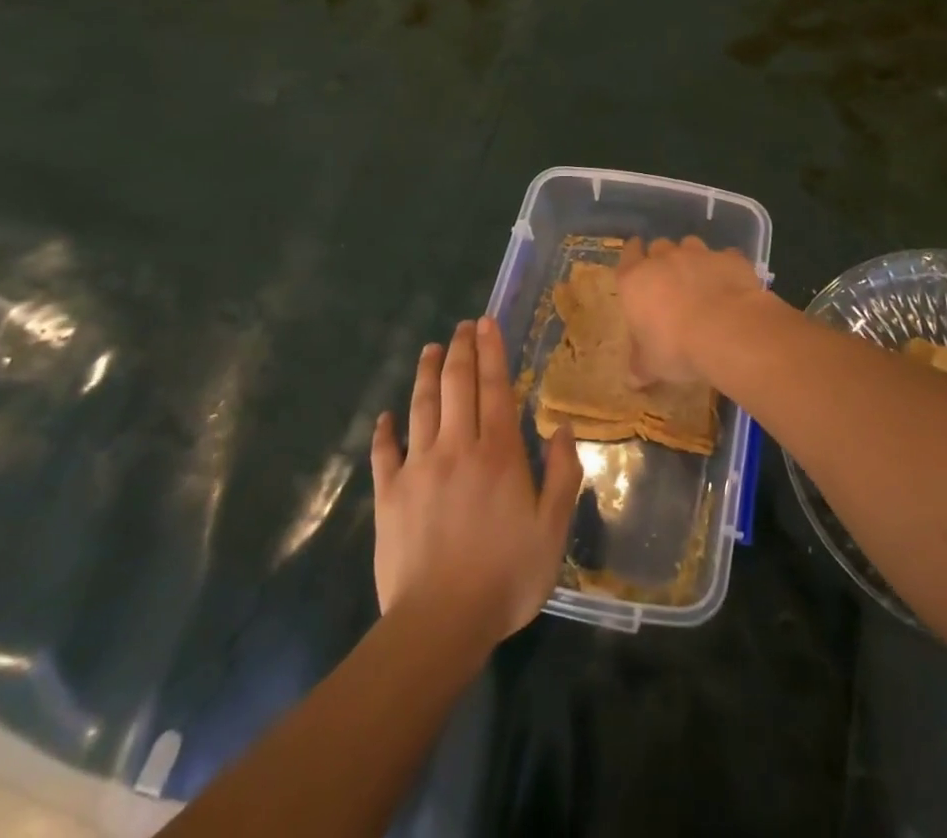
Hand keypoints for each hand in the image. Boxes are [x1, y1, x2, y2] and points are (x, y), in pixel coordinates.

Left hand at [371, 317, 581, 643]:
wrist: (439, 624)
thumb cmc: (506, 576)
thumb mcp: (553, 529)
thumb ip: (562, 474)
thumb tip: (561, 427)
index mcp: (498, 452)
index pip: (494, 387)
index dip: (491, 351)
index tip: (486, 323)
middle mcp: (457, 447)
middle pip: (456, 385)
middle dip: (460, 350)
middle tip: (462, 326)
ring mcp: (418, 468)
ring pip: (421, 407)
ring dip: (426, 373)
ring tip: (430, 349)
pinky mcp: (389, 494)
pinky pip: (384, 452)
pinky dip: (384, 430)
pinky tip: (386, 416)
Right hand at [615, 235, 770, 385]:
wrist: (725, 329)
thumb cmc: (675, 347)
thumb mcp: (652, 365)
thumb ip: (641, 366)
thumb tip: (631, 380)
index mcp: (635, 281)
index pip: (627, 256)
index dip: (632, 254)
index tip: (635, 254)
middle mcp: (664, 260)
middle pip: (659, 247)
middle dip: (662, 258)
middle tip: (668, 278)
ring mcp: (698, 255)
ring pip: (690, 244)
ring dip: (692, 258)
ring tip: (699, 278)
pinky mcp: (729, 258)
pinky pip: (725, 257)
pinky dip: (725, 267)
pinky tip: (730, 284)